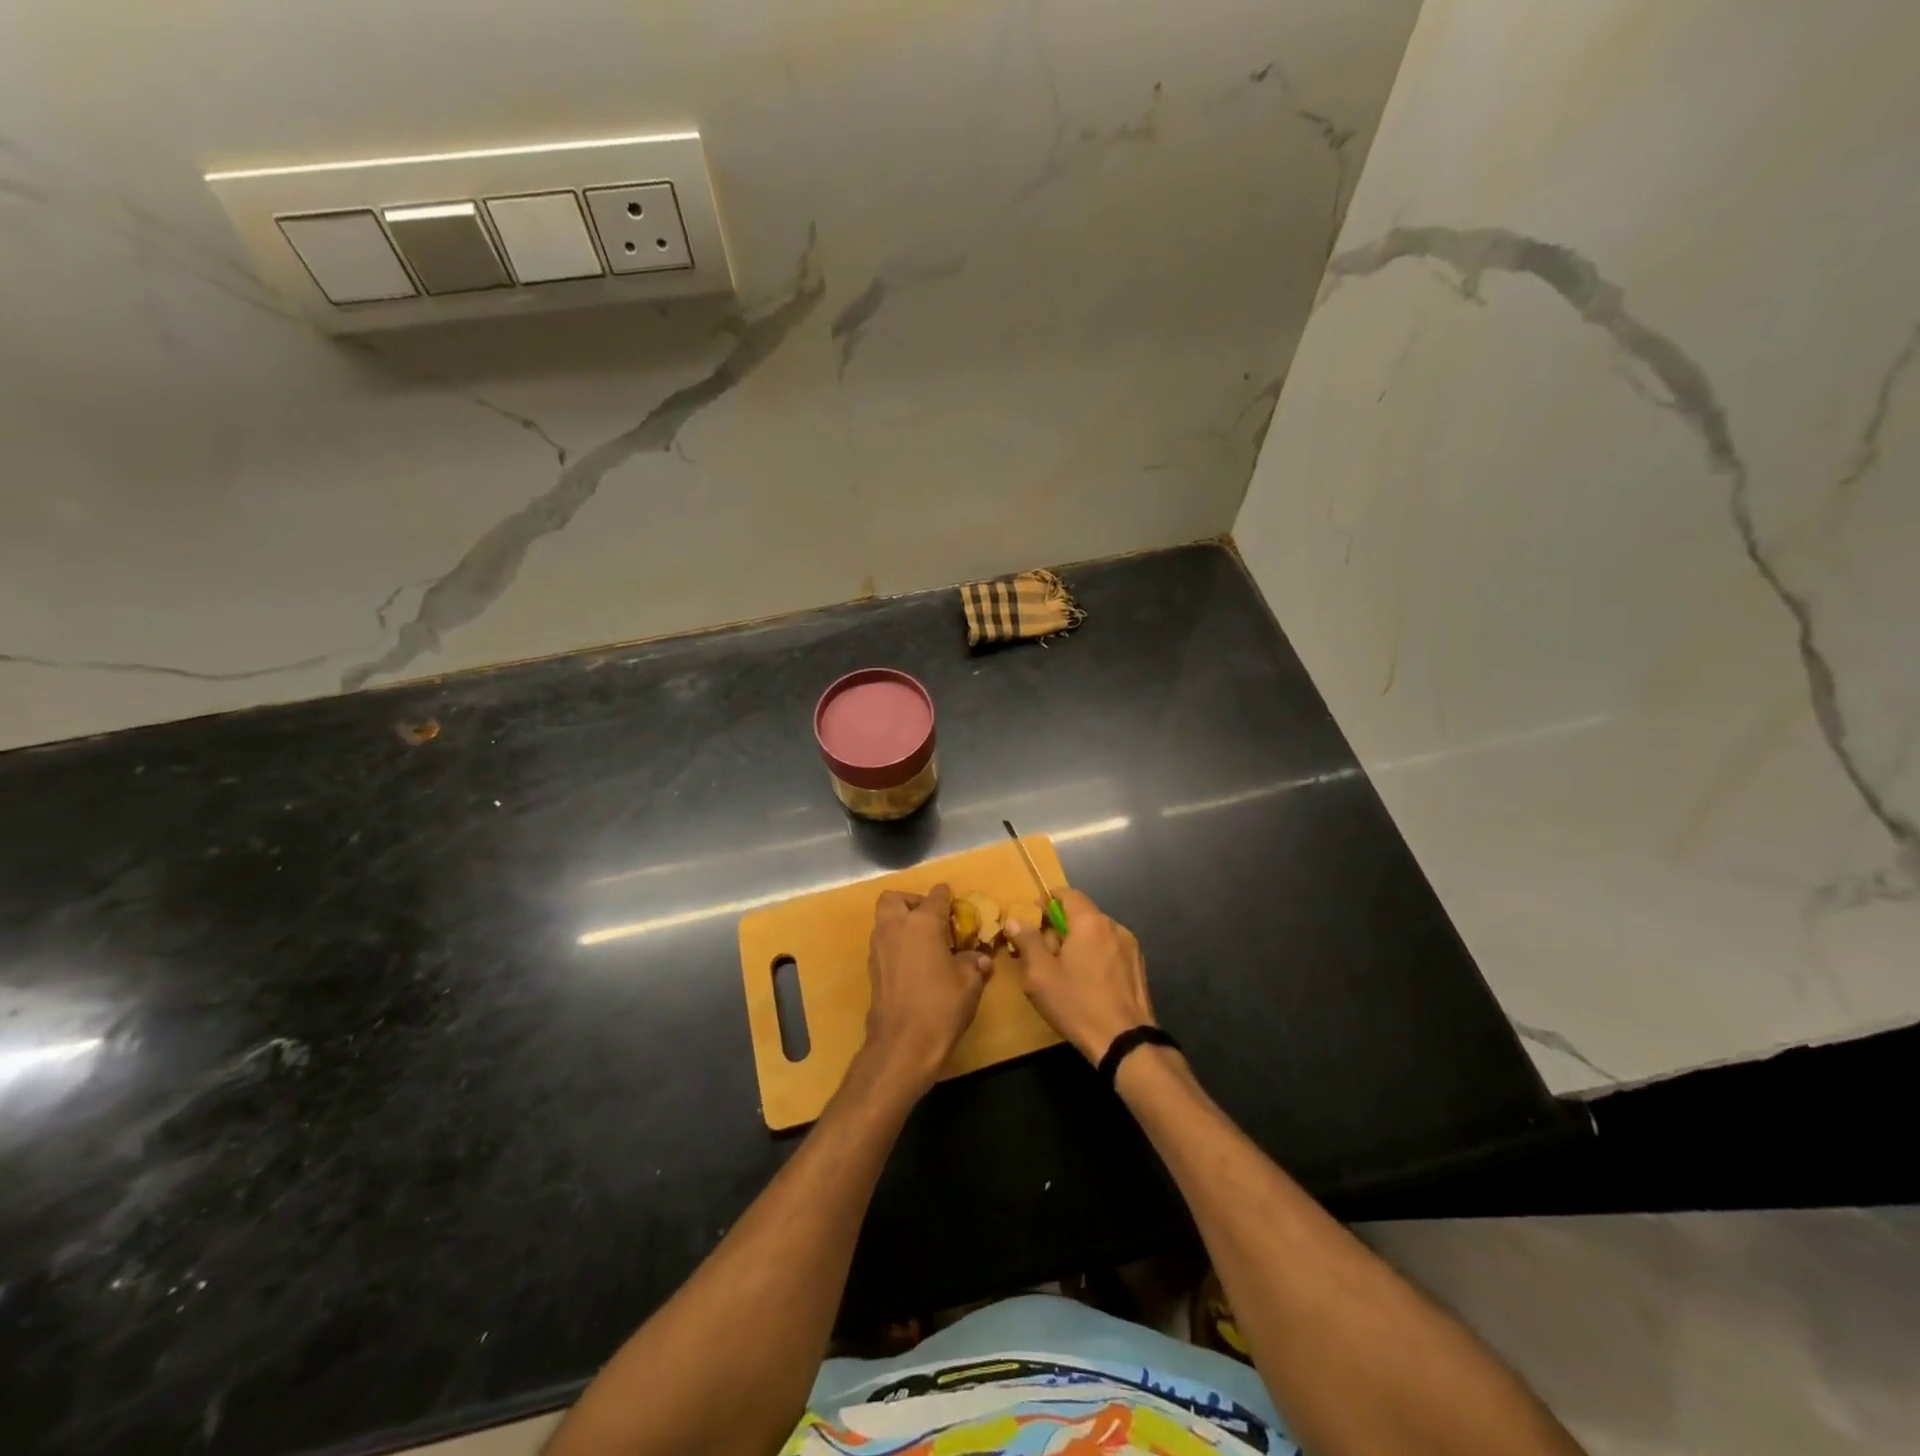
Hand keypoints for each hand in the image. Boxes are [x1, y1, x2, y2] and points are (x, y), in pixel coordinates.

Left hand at [862, 884, 991, 1094]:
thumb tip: (979, 958)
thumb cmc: (941, 1006)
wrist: (903, 1044)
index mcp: (922, 923)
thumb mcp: (969, 983)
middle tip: (931, 918)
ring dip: (901, 923)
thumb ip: (973, 963)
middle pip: (895, 899)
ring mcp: (879, 948)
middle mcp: (895, 928)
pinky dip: (896, 944)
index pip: (935, 897)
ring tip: (925, 942)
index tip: (954, 902)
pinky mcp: (872, 969)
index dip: (946, 896)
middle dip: (911, 901)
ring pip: (885, 920)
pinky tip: (914, 963)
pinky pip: (883, 943)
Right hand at [1006, 889, 1155, 1063]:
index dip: (1049, 900)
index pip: (1068, 894)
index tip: (1034, 916)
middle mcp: (1114, 926)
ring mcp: (1131, 947)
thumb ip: (1028, 941)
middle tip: (1044, 951)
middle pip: (1083, 915)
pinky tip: (1089, 983)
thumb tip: (1016, 920)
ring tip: (1066, 970)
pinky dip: (1096, 956)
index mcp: (1090, 922)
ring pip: (1097, 934)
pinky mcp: (1139, 967)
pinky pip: (1111, 950)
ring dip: (1080, 942)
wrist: (1125, 1041)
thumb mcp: (1040, 974)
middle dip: (1061, 927)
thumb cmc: (1077, 1004)